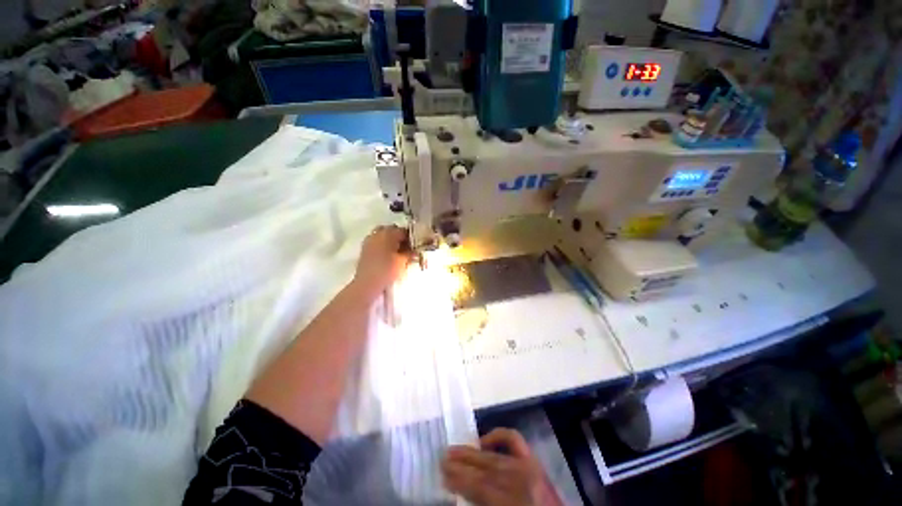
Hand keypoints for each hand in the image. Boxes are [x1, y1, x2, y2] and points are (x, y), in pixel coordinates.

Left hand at [352, 225, 409, 297]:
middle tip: (408, 248)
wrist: (367, 284)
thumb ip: (410, 253)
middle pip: (392, 230)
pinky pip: (377, 242)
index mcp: (387, 233)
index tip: (417, 245)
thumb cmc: (387, 270)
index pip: (403, 230)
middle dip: (400, 237)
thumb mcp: (403, 261)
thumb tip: (415, 250)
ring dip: (391, 241)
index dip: (411, 237)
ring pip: (383, 236)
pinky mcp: (365, 250)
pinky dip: (384, 246)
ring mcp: (369, 241)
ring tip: (399, 253)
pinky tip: (389, 256)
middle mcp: (377, 234)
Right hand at [441, 429, 562, 505]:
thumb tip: (461, 491)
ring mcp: (531, 468)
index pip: (481, 487)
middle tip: (443, 459)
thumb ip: (482, 504)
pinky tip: (483, 440)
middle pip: (486, 469)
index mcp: (515, 502)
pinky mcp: (536, 462)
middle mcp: (523, 481)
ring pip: (495, 456)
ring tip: (454, 450)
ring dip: (472, 453)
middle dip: (462, 465)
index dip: (460, 480)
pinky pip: (515, 442)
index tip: (443, 475)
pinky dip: (498, 436)